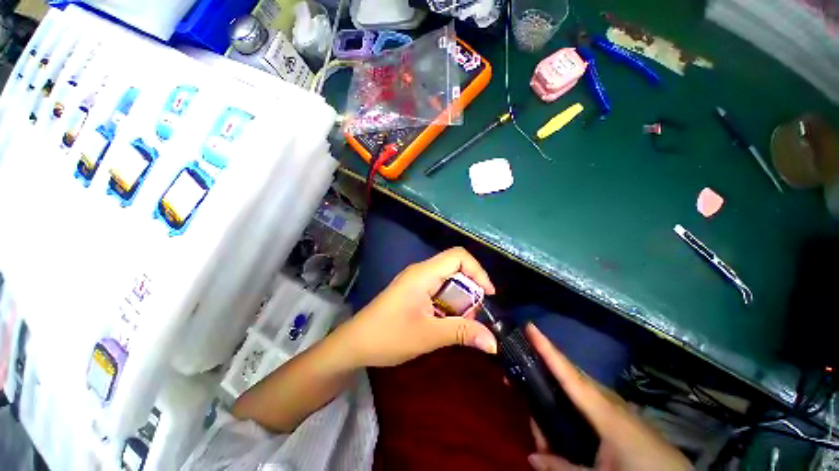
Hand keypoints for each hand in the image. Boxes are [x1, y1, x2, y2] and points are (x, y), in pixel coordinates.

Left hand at [336, 247, 497, 367]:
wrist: (354, 343)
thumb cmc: (388, 336)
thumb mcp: (428, 335)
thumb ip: (462, 333)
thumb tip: (494, 343)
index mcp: (423, 274)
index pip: (459, 256)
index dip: (478, 271)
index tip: (489, 295)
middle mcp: (421, 271)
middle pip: (455, 268)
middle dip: (470, 289)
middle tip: (473, 315)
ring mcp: (415, 281)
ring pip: (448, 280)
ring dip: (460, 298)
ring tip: (460, 322)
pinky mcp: (413, 291)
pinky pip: (438, 289)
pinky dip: (449, 303)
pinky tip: (446, 321)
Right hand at [525, 324, 690, 470]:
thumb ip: (564, 468)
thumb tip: (531, 457)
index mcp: (603, 410)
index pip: (568, 373)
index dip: (547, 349)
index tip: (530, 326)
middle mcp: (607, 400)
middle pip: (567, 378)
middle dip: (541, 377)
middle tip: (522, 393)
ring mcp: (615, 405)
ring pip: (576, 389)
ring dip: (554, 398)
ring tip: (544, 435)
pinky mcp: (620, 414)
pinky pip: (586, 400)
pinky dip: (568, 405)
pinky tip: (564, 429)